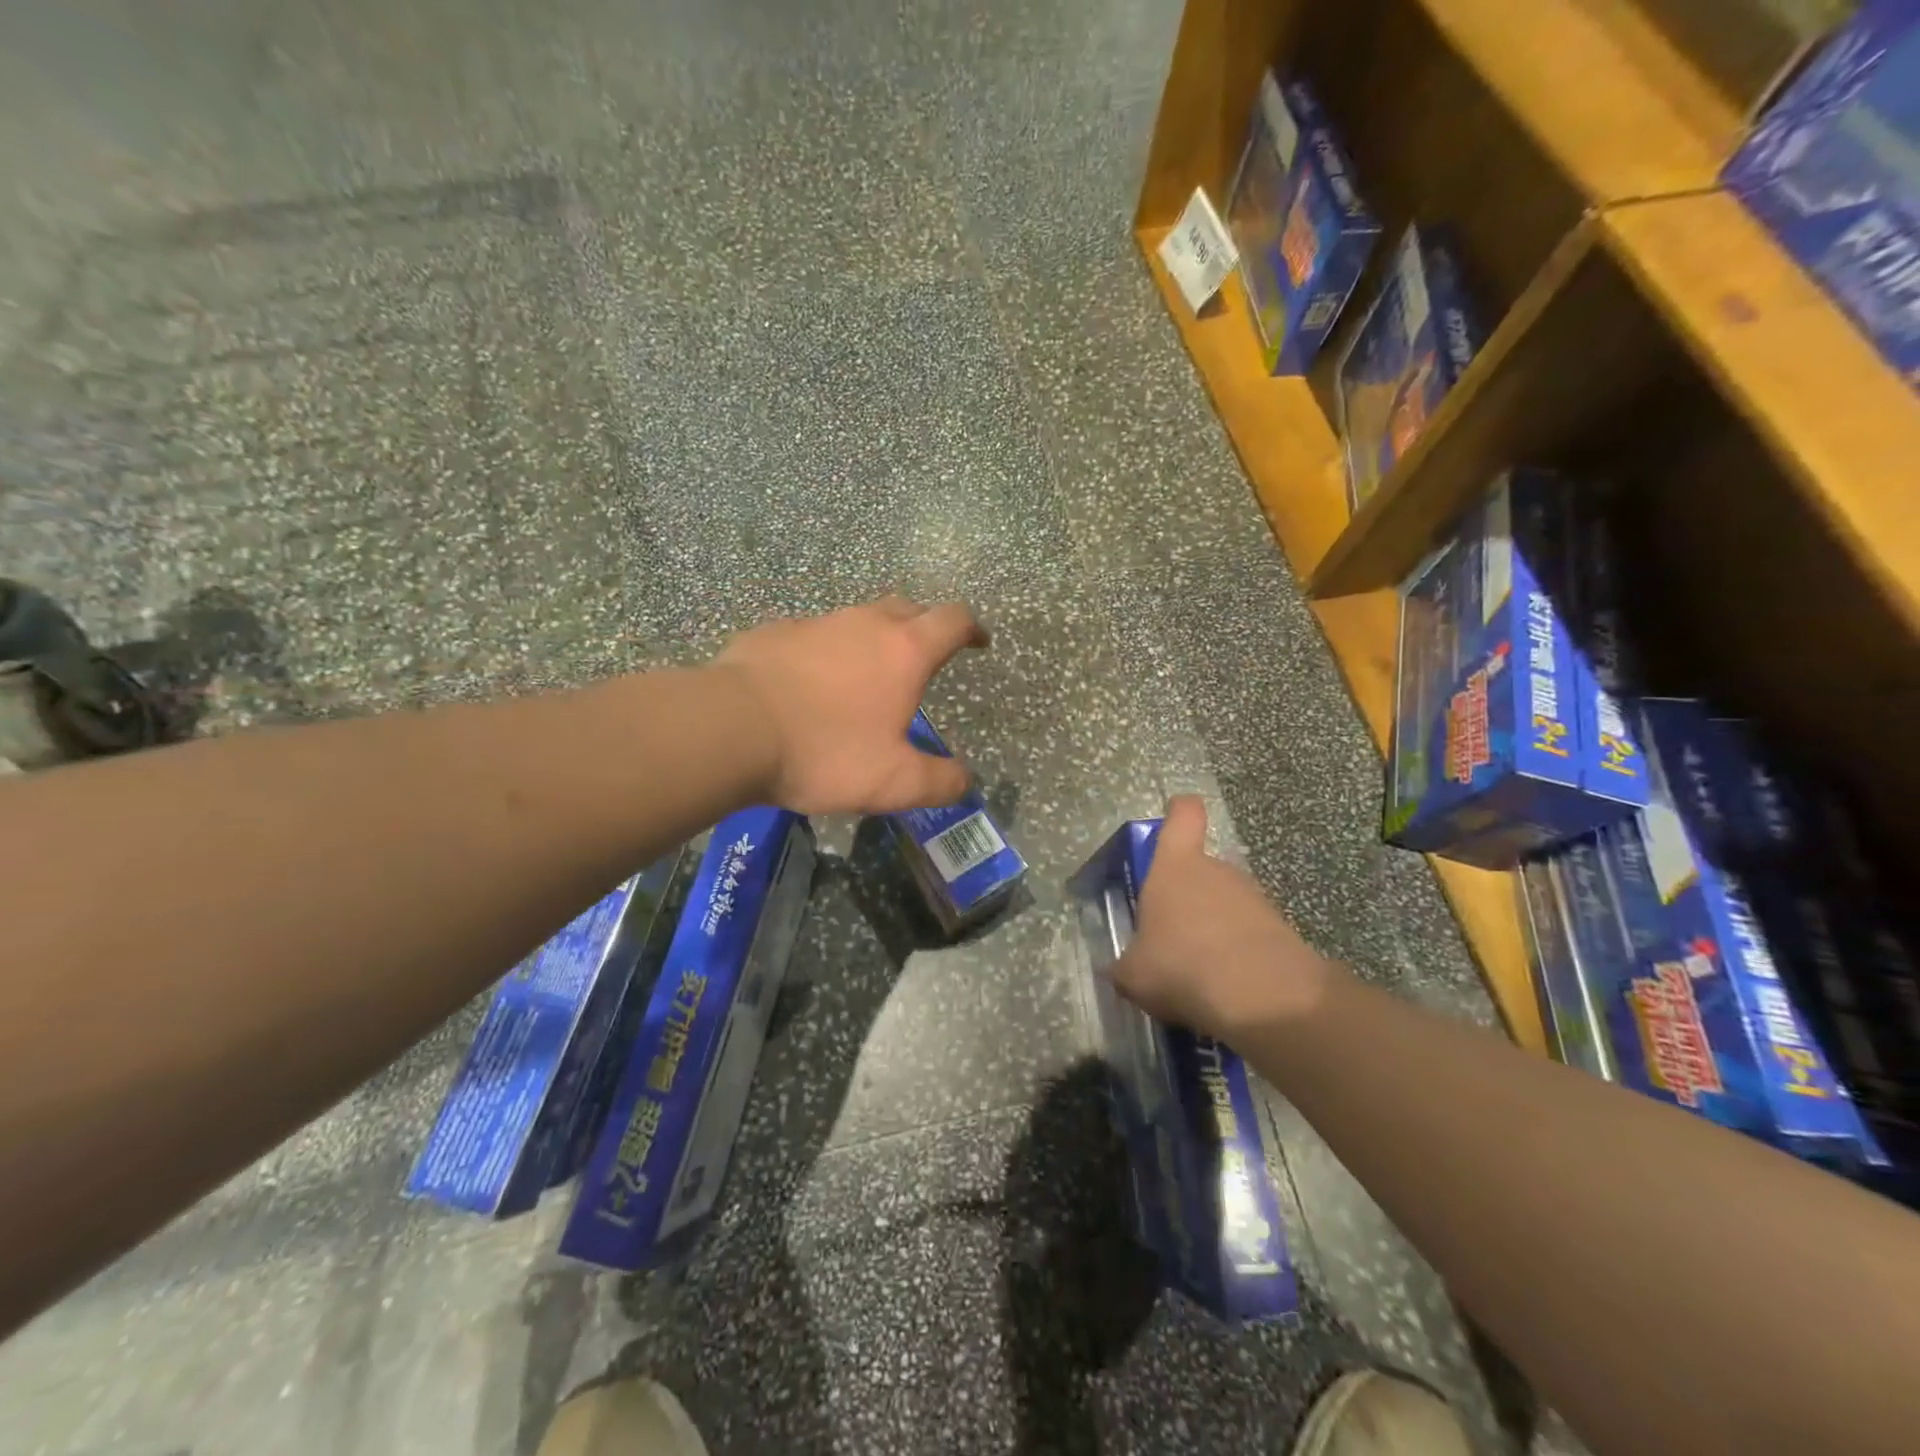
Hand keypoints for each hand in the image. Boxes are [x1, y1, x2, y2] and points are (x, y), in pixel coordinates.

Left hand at [714, 596, 988, 815]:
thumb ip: (939, 782)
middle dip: (924, 626)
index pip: (953, 620)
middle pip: (907, 607)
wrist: (731, 729)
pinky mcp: (775, 633)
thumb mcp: (894, 783)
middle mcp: (864, 624)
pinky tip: (810, 683)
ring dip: (872, 638)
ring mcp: (816, 623)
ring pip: (857, 619)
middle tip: (925, 655)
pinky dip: (825, 652)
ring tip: (866, 675)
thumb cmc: (825, 752)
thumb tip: (965, 780)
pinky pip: (813, 635)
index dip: (972, 628)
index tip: (978, 641)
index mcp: (904, 652)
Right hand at [1112, 796, 1339, 1042]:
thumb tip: (1119, 970)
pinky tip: (1227, 987)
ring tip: (1198, 970)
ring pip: (1226, 903)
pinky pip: (1250, 934)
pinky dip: (1238, 954)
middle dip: (1187, 896)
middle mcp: (1216, 871)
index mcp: (1175, 867)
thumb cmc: (1182, 966)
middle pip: (1201, 868)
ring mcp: (1253, 898)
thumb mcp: (1134, 974)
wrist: (1264, 998)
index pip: (1183, 816)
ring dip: (1213, 927)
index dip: (1179, 811)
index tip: (1174, 814)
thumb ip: (1125, 966)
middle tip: (1171, 936)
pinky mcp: (1281, 929)